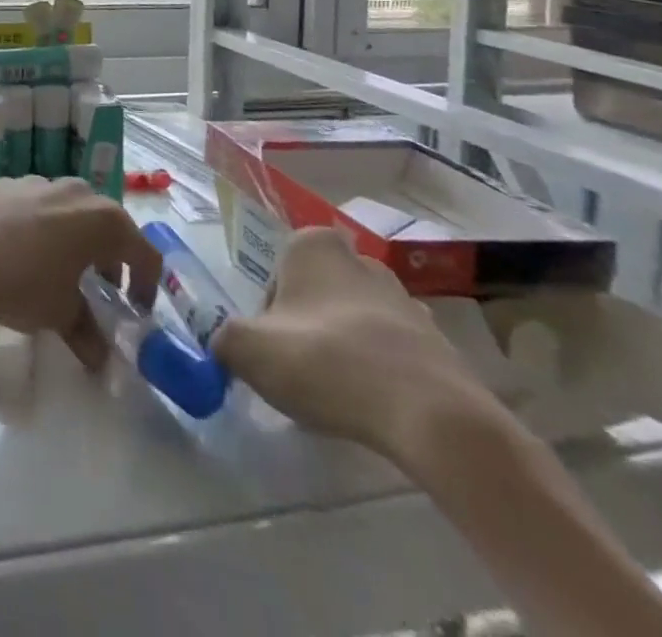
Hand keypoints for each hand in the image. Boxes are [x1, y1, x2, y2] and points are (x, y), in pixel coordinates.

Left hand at [0, 177, 161, 369]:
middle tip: (98, 289)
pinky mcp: (4, 182)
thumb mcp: (60, 314)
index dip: (146, 283)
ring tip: (56, 272)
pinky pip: (34, 206)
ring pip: (68, 212)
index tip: (136, 308)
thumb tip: (101, 359)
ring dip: (71, 240)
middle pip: (106, 225)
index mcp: (103, 220)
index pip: (144, 251)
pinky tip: (17, 253)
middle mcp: (76, 192)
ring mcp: (38, 182)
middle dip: (107, 257)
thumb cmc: (23, 280)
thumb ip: (87, 333)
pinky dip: (38, 228)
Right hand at [212, 227, 490, 454]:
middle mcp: (360, 260)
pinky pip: (393, 352)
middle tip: (302, 372)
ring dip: (344, 350)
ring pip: (355, 322)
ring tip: (340, 396)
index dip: (268, 314)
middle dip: (306, 328)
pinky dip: (380, 373)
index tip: (274, 349)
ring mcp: (405, 300)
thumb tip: (222, 345)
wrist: (432, 416)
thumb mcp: (248, 349)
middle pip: (316, 295)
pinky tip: (375, 408)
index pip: (276, 274)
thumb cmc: (326, 361)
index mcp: (313, 246)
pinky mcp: (439, 343)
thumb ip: (222, 338)